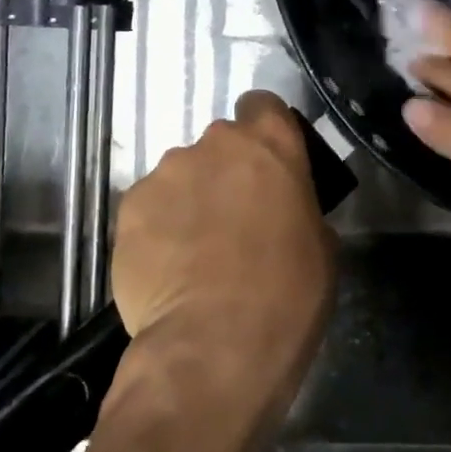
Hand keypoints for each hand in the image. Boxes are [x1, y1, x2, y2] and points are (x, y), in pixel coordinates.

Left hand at [111, 91, 336, 415]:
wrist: (214, 346)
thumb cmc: (288, 295)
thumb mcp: (321, 246)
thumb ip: (298, 206)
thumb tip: (281, 209)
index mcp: (271, 144)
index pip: (263, 104)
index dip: (264, 130)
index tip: (267, 164)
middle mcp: (215, 143)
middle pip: (220, 144)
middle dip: (226, 172)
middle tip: (234, 220)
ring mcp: (167, 172)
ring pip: (181, 175)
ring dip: (190, 200)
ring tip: (194, 253)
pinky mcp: (128, 207)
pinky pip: (150, 207)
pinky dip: (158, 228)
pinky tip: (167, 269)